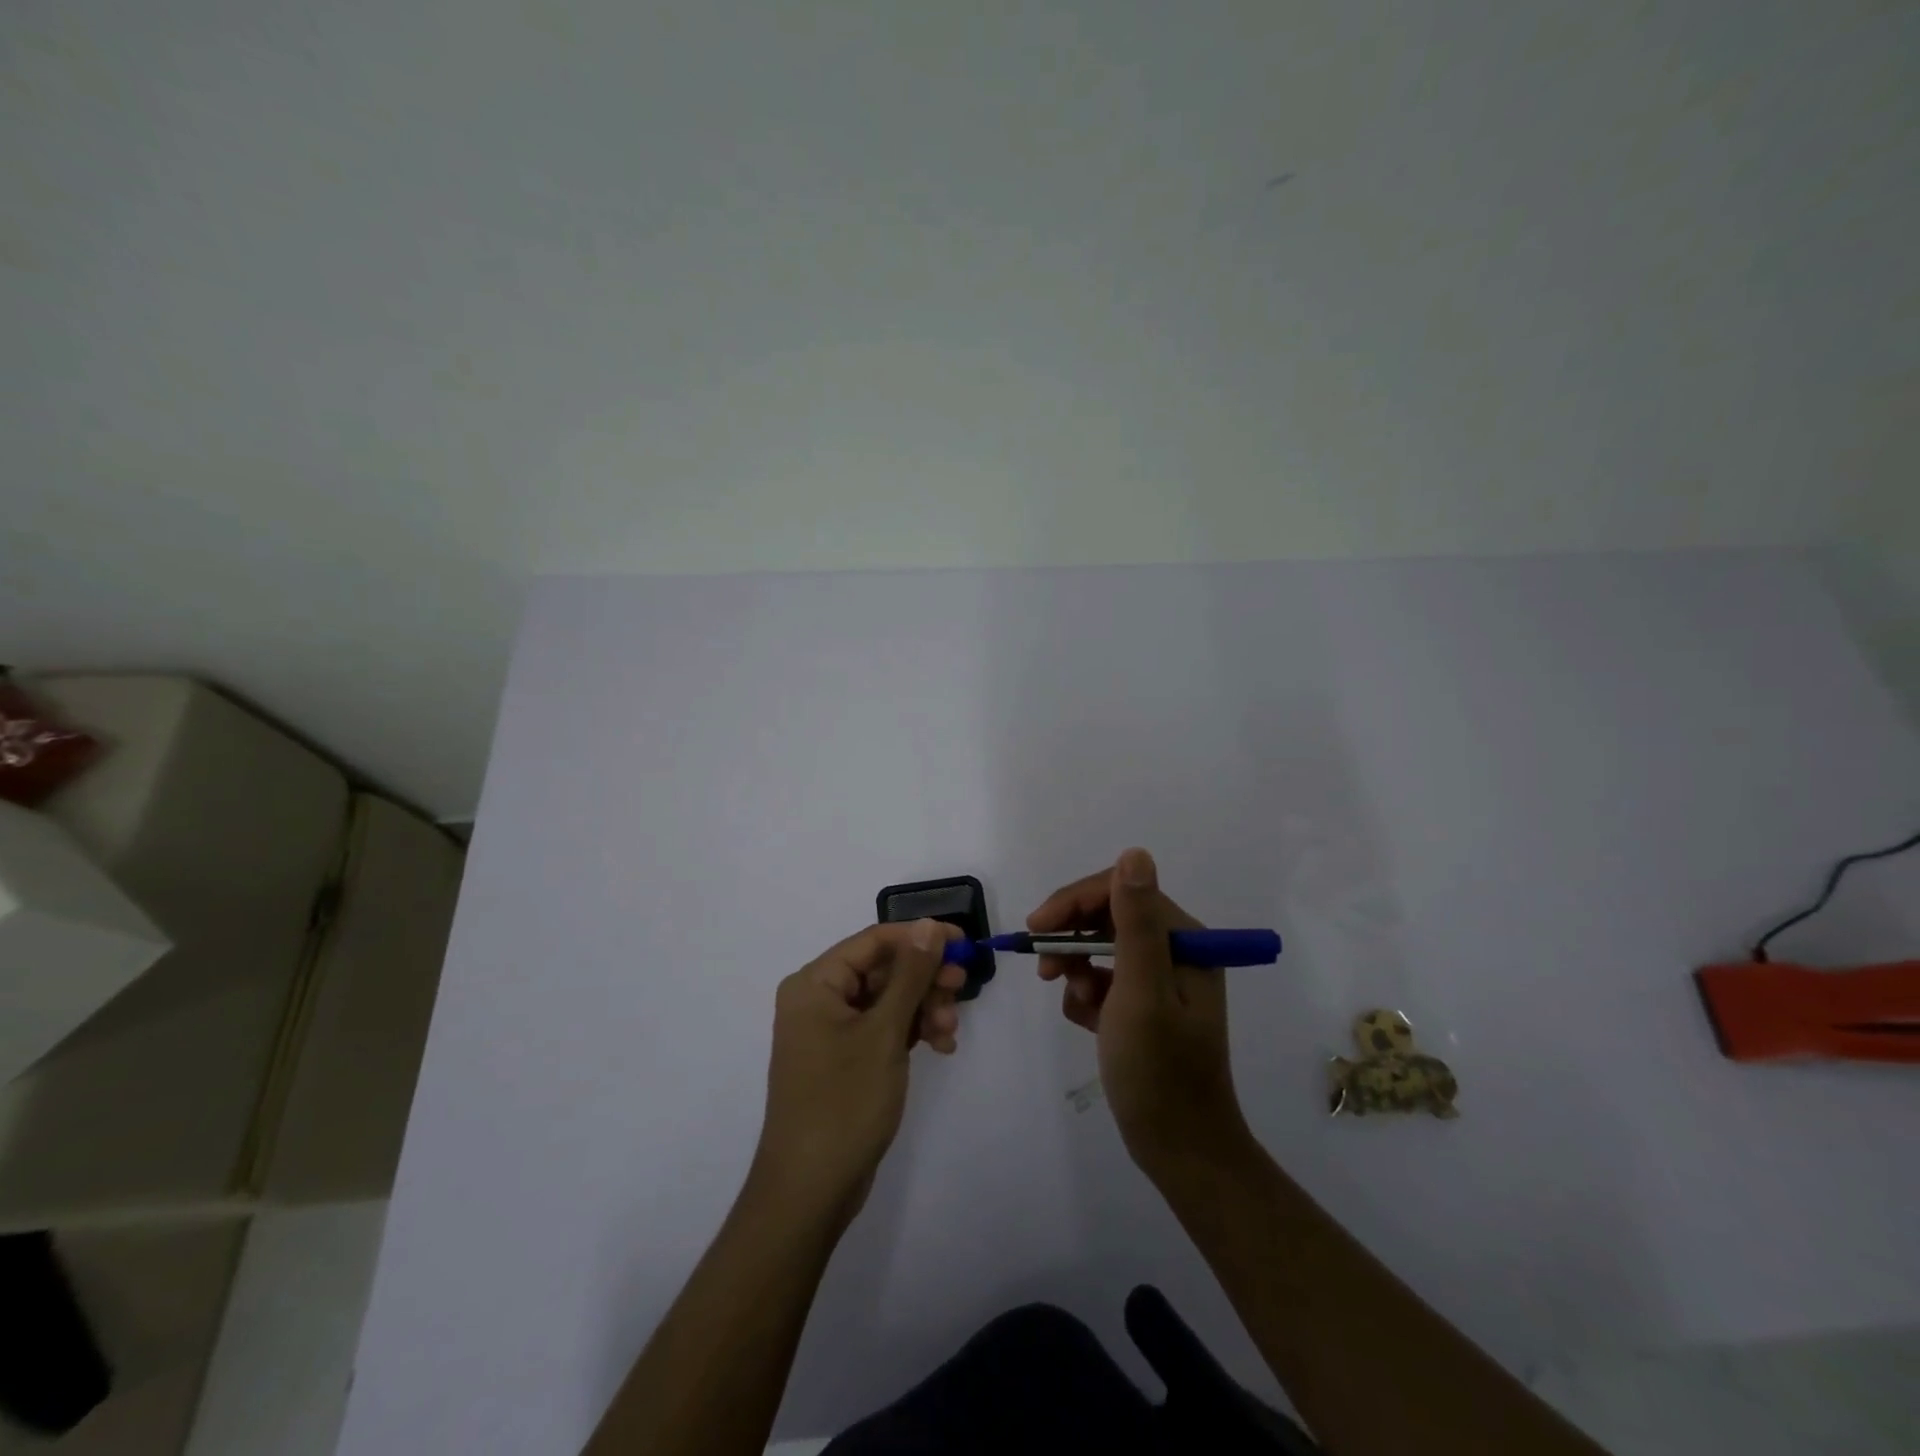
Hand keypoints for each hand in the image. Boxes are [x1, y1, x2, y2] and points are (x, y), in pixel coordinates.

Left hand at [750, 919, 965, 1227]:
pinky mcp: (844, 1059)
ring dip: (923, 1008)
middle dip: (924, 980)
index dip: (920, 937)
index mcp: (815, 983)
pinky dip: (911, 1031)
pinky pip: (883, 1028)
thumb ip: (910, 974)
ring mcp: (830, 1031)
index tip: (963, 944)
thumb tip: (930, 925)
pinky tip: (940, 1046)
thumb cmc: (844, 1102)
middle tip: (960, 990)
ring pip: (888, 999)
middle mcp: (818, 999)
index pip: (874, 940)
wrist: (810, 1191)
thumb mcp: (884, 1032)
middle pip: (882, 969)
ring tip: (948, 1031)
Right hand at [1029, 848, 1251, 1180]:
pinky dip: (1088, 995)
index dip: (1074, 903)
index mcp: (1184, 940)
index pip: (1120, 892)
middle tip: (1044, 970)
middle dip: (1072, 939)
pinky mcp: (1146, 1005)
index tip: (1036, 929)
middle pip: (1108, 917)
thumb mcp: (1142, 992)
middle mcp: (1176, 951)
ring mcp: (1161, 979)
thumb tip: (1134, 853)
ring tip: (1075, 1002)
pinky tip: (1088, 1022)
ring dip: (1078, 969)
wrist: (1180, 1149)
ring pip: (1101, 948)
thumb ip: (1136, 922)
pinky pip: (1104, 980)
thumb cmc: (1159, 1071)